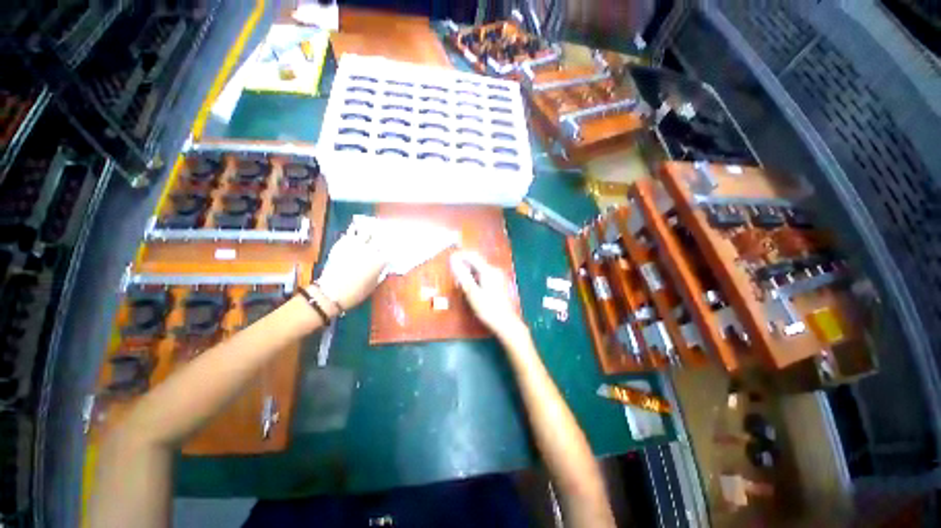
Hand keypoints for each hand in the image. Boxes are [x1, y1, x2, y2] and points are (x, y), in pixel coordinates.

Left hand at [315, 223, 389, 310]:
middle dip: (382, 238)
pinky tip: (356, 230)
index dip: (392, 248)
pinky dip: (354, 230)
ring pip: (366, 232)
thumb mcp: (374, 284)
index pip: (390, 250)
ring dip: (369, 232)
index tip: (393, 248)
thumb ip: (381, 272)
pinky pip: (350, 232)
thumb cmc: (356, 292)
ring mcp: (356, 245)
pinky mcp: (342, 243)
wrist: (332, 293)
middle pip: (379, 238)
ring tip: (370, 231)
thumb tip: (385, 266)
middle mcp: (370, 250)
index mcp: (380, 260)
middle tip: (383, 236)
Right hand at [450, 250, 528, 342]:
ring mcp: (498, 277)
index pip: (472, 256)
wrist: (507, 323)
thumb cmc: (488, 309)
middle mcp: (495, 270)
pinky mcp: (499, 284)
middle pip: (477, 261)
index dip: (460, 255)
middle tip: (453, 273)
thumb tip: (453, 260)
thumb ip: (462, 276)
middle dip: (464, 264)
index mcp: (488, 271)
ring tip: (460, 281)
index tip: (449, 260)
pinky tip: (471, 287)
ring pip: (480, 269)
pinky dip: (475, 277)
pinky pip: (484, 275)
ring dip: (469, 272)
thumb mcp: (472, 293)